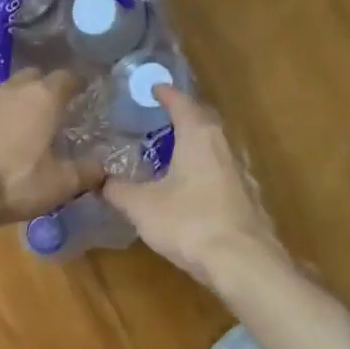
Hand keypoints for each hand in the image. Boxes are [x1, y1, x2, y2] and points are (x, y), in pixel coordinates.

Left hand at [0, 69, 102, 230]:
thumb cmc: (15, 180)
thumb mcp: (60, 184)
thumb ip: (86, 173)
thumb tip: (102, 168)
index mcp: (43, 98)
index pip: (68, 78)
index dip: (79, 83)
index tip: (87, 92)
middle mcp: (13, 90)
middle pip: (34, 78)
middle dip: (46, 89)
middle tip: (57, 109)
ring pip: (8, 94)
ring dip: (19, 106)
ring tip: (28, 127)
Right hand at [102, 86, 283, 285]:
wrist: (241, 261)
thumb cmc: (188, 222)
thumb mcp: (141, 206)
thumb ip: (118, 190)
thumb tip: (100, 181)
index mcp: (199, 136)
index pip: (181, 103)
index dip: (165, 94)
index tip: (153, 88)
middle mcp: (225, 145)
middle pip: (204, 121)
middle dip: (183, 117)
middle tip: (161, 119)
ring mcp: (242, 171)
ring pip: (216, 148)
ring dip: (196, 146)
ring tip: (174, 153)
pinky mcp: (249, 197)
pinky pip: (223, 172)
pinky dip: (206, 171)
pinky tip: (194, 188)